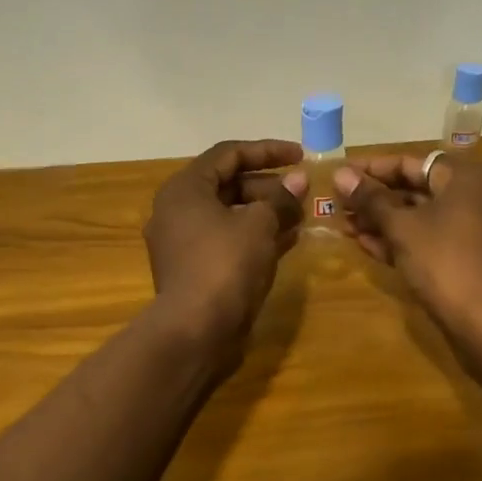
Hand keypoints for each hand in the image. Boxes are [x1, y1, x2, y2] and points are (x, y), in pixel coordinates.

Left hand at [144, 140, 306, 349]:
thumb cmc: (225, 264)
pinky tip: (289, 240)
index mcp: (185, 189)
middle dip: (269, 186)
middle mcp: (177, 210)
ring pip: (230, 215)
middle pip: (228, 185)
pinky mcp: (194, 270)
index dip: (267, 150)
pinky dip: (256, 236)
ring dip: (266, 212)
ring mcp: (183, 243)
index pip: (228, 154)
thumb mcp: (259, 224)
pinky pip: (228, 241)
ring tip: (302, 215)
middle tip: (303, 191)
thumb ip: (280, 198)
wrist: (195, 330)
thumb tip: (298, 180)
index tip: (301, 156)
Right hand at [334, 152, 481, 335]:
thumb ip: (370, 199)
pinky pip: (440, 239)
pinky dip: (409, 241)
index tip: (341, 177)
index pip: (412, 163)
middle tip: (341, 208)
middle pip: (421, 190)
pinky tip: (371, 247)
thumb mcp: (401, 227)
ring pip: (428, 218)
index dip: (372, 170)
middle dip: (377, 201)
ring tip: (348, 229)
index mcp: (470, 177)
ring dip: (388, 223)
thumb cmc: (445, 261)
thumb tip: (340, 174)